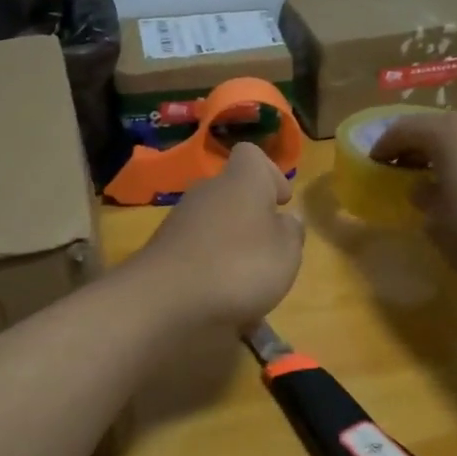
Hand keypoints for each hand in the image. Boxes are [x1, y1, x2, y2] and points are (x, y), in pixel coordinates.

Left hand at [126, 142, 305, 329]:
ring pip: (214, 224)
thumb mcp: (286, 253)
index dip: (271, 174)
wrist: (165, 300)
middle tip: (269, 250)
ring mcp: (180, 221)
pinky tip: (219, 297)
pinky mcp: (164, 250)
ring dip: (231, 246)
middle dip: (252, 218)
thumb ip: (292, 232)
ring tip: (247, 283)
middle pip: (233, 192)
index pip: (251, 155)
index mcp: (241, 180)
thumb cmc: (240, 267)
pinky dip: (209, 268)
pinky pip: (196, 251)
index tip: (282, 202)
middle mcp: (208, 191)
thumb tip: (288, 219)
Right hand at [369, 113, 456, 290]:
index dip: (384, 145)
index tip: (374, 163)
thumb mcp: (436, 223)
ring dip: (446, 153)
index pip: (404, 129)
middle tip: (401, 168)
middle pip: (437, 128)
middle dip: (415, 146)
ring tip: (436, 178)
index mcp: (450, 134)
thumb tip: (424, 189)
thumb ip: (423, 197)